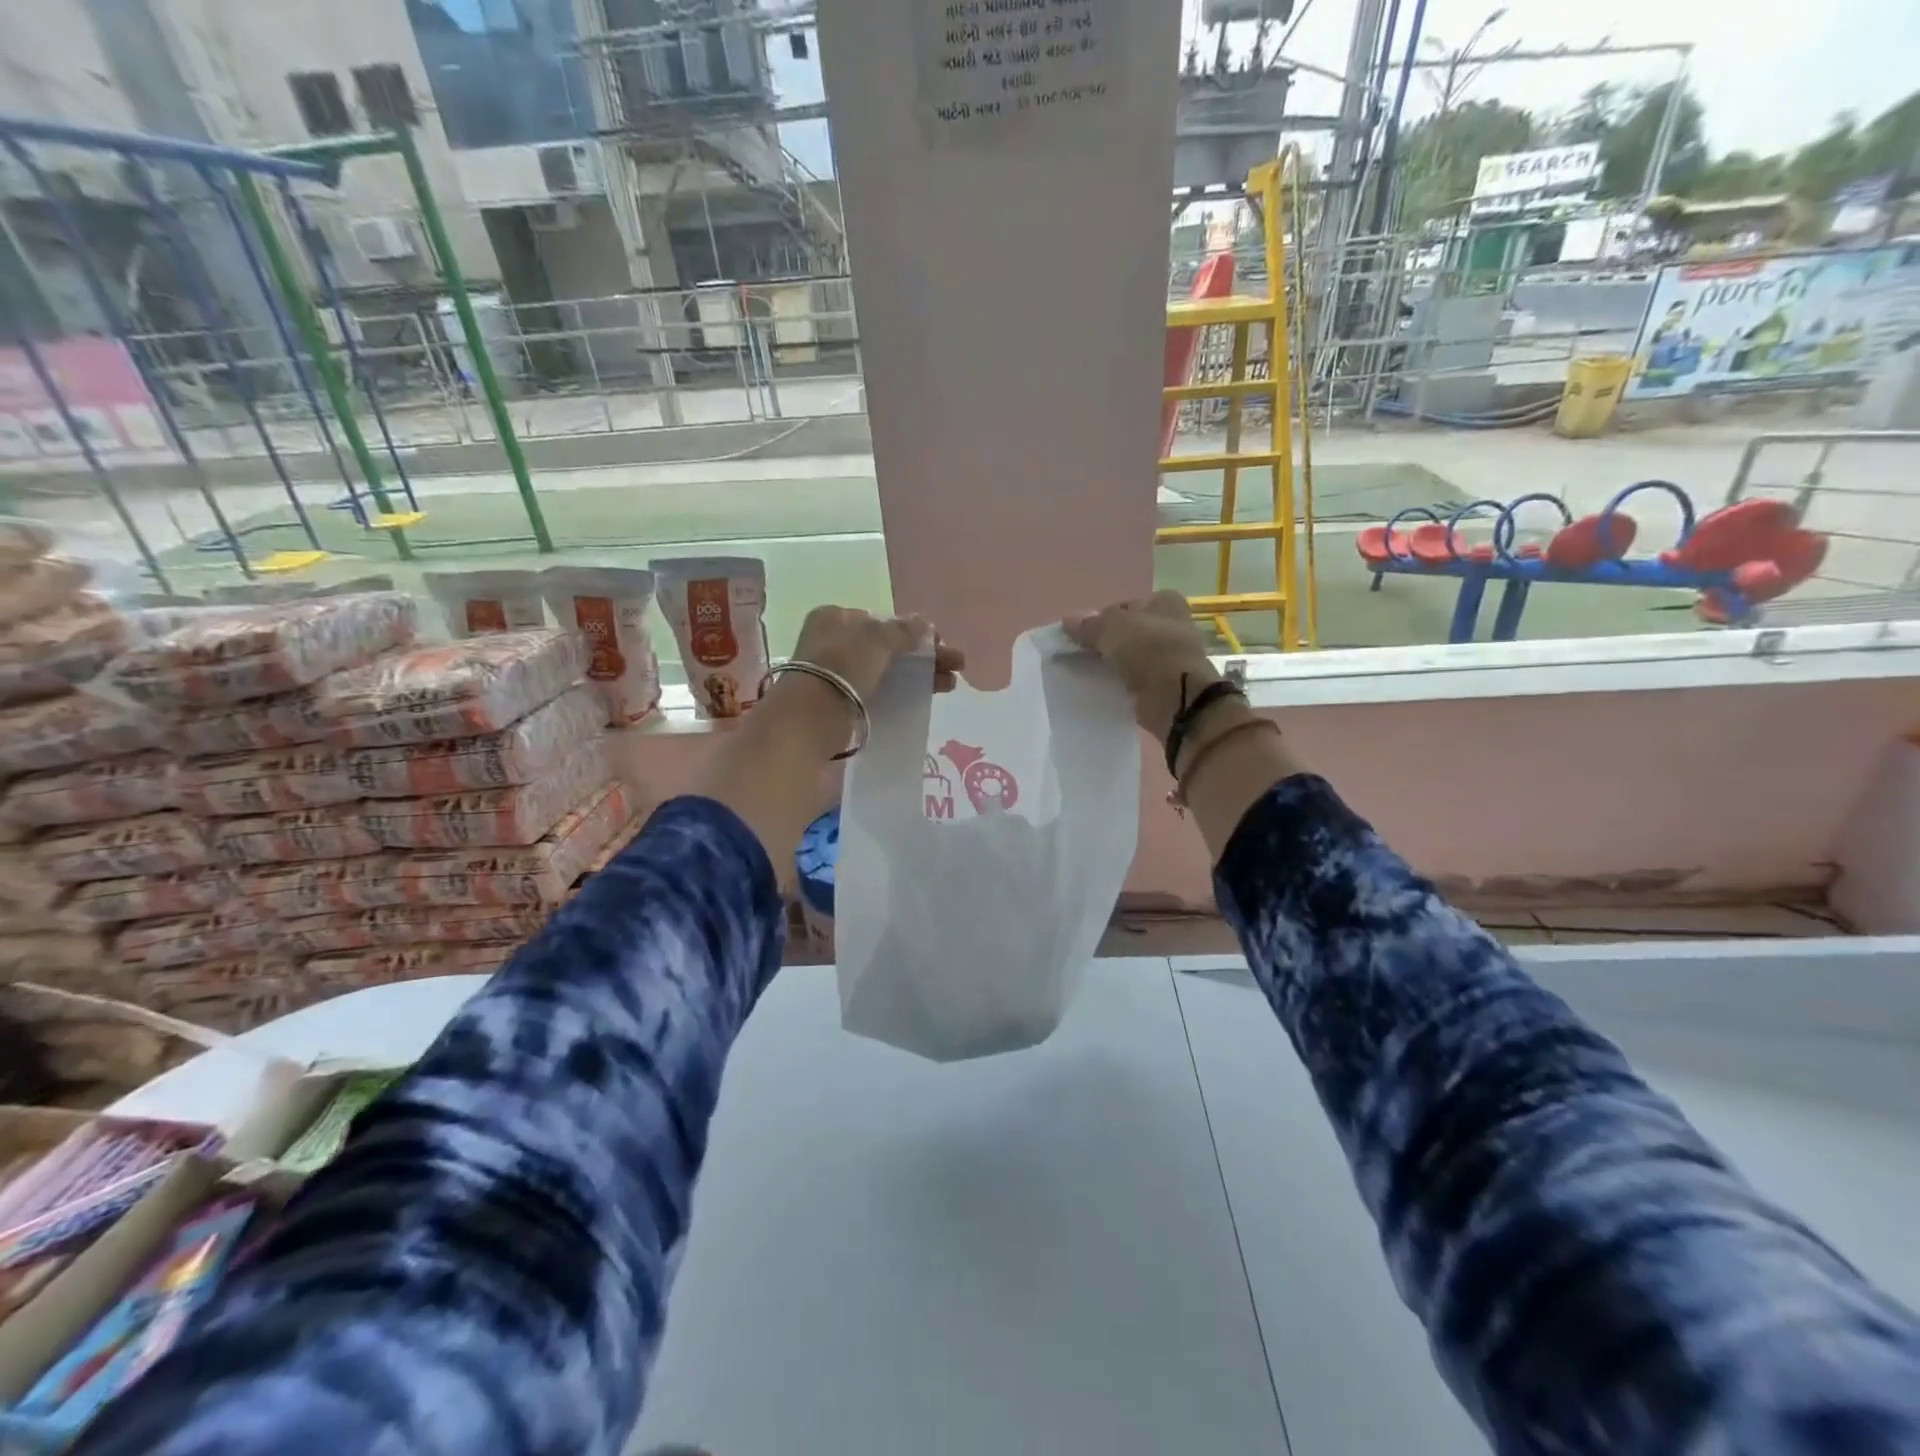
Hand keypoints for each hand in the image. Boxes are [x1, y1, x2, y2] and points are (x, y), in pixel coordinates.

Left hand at [790, 606, 963, 700]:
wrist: (812, 716)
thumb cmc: (842, 665)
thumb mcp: (876, 639)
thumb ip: (902, 630)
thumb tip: (924, 622)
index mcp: (835, 617)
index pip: (880, 620)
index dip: (911, 630)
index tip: (938, 642)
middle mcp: (833, 642)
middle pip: (887, 646)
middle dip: (923, 655)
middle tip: (956, 664)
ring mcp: (836, 673)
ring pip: (887, 669)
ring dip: (920, 674)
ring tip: (951, 683)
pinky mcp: (843, 701)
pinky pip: (880, 691)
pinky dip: (904, 691)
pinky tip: (927, 695)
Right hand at [1064, 590, 1218, 740]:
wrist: (1175, 696)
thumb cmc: (1148, 649)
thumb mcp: (1111, 628)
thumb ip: (1088, 625)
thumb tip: (1067, 622)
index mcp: (1164, 602)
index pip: (1124, 606)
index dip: (1101, 618)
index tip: (1083, 635)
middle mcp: (1172, 625)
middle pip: (1128, 631)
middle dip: (1106, 642)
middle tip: (1082, 654)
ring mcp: (1171, 655)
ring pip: (1131, 656)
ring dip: (1113, 663)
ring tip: (1088, 672)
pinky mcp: (1165, 682)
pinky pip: (1136, 678)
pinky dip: (1122, 682)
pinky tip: (1104, 687)